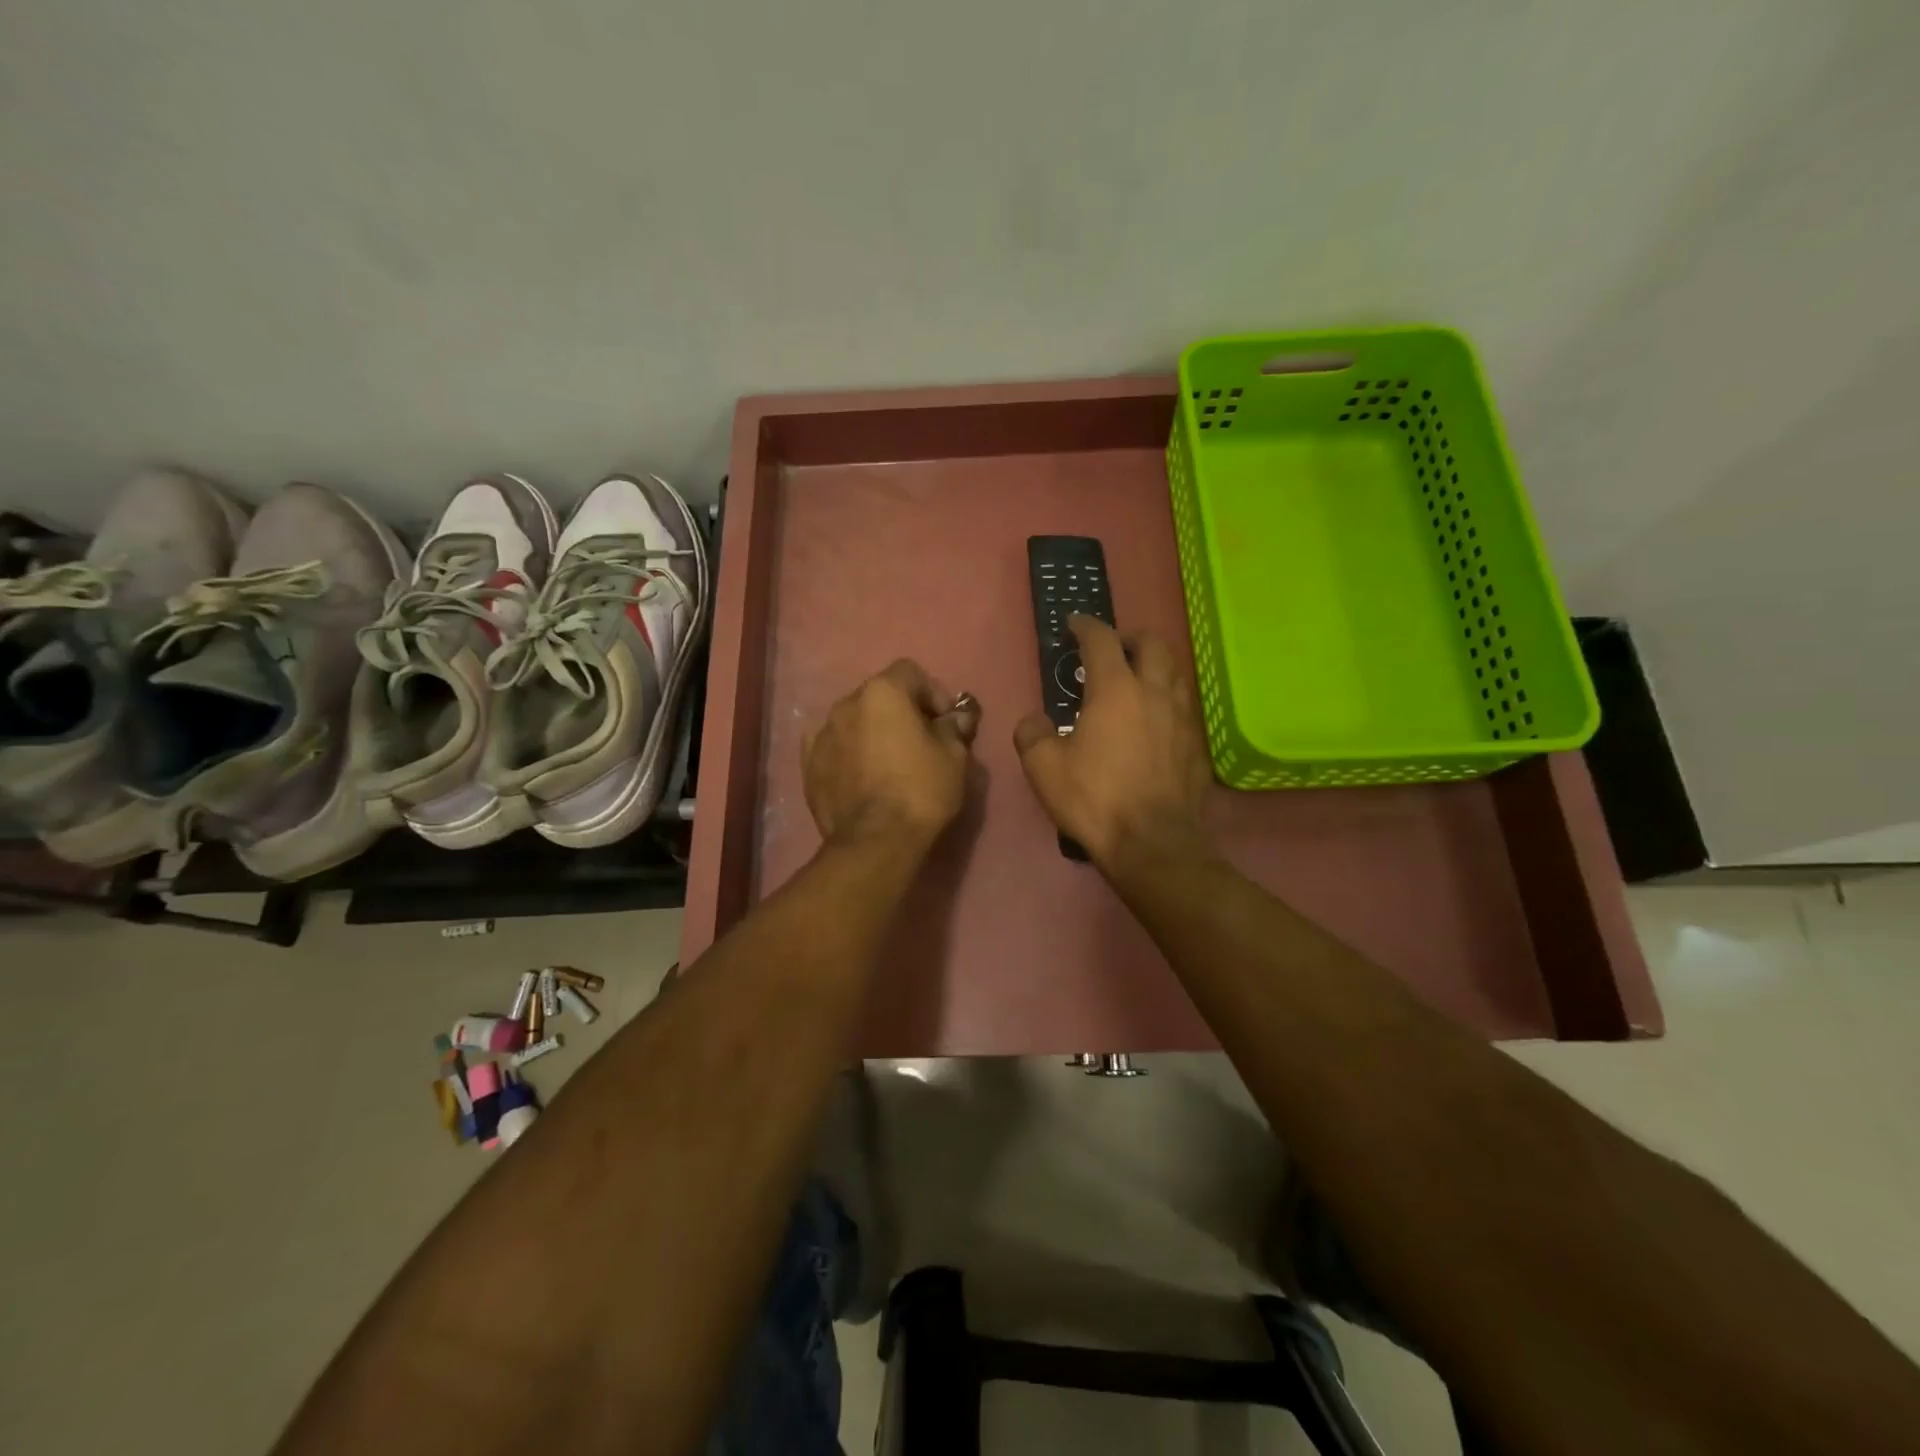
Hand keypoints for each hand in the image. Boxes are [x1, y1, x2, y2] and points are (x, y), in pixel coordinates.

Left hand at [803, 660, 980, 852]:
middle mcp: (846, 703)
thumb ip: (953, 727)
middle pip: (878, 695)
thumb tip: (956, 717)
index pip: (910, 672)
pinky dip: (848, 753)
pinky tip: (861, 775)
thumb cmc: (922, 790)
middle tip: (919, 740)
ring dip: (872, 731)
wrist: (876, 840)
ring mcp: (822, 734)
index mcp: (882, 692)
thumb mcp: (954, 756)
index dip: (932, 692)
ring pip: (854, 721)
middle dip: (900, 711)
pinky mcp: (808, 765)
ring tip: (888, 762)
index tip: (944, 721)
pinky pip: (833, 747)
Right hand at [1013, 617, 1211, 869]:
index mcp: (1115, 689)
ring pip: (1175, 671)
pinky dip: (1167, 699)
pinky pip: (1184, 705)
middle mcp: (1155, 692)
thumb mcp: (1044, 768)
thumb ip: (1032, 734)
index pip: (1102, 639)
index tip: (1074, 624)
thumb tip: (1035, 720)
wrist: (1153, 844)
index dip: (1085, 626)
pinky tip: (1154, 721)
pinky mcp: (1197, 744)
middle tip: (1112, 649)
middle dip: (1129, 638)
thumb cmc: (1095, 799)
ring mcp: (1183, 717)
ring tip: (1135, 680)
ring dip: (1154, 665)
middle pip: (1151, 644)